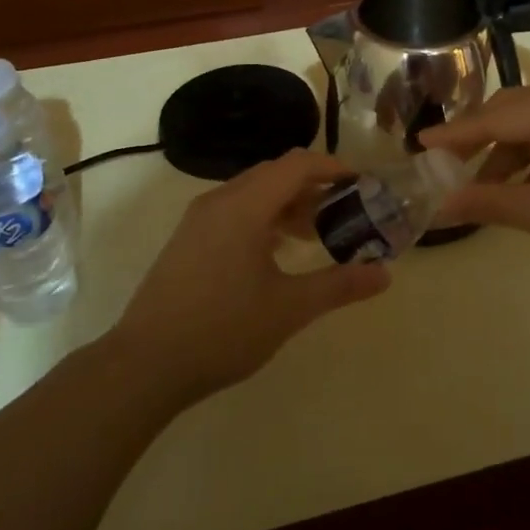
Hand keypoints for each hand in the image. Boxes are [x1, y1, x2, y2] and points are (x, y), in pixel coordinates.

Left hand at [110, 150, 390, 405]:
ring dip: (288, 203)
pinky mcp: (188, 239)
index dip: (333, 167)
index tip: (362, 183)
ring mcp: (199, 219)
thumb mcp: (289, 308)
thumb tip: (385, 273)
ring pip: (253, 192)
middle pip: (275, 173)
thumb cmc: (222, 329)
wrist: (144, 365)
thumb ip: (339, 285)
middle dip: (313, 186)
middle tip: (345, 210)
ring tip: (316, 233)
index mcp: (245, 206)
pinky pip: (235, 210)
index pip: (297, 164)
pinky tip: (277, 252)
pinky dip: (263, 217)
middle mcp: (220, 200)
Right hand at [422, 87, 529, 290]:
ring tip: (488, 189)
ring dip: (508, 152)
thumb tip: (438, 207)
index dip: (454, 134)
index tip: (419, 145)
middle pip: (514, 111)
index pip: (493, 118)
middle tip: (450, 167)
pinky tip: (526, 185)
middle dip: (480, 139)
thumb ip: (488, 203)